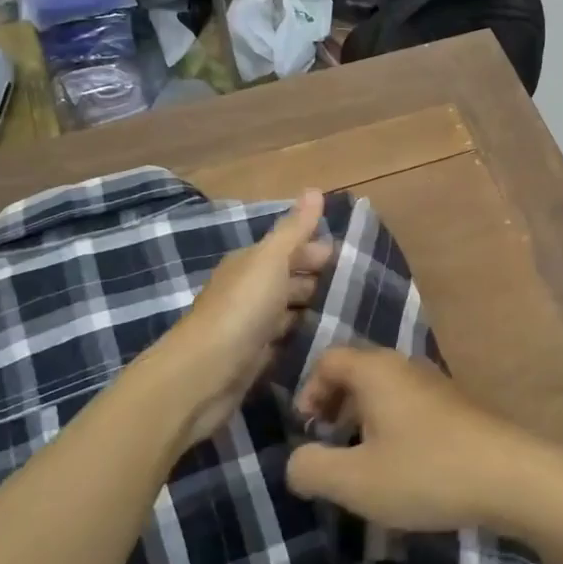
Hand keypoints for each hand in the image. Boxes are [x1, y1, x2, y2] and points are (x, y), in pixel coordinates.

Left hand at [145, 190, 333, 446]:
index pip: (290, 248)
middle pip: (290, 279)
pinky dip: (301, 339)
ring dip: (313, 311)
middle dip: (320, 281)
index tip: (353, 259)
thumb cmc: (241, 310)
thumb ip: (294, 230)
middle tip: (360, 290)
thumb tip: (315, 188)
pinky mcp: (253, 359)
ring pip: (289, 312)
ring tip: (350, 316)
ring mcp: (250, 327)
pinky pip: (284, 342)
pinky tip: (324, 343)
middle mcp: (249, 290)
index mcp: (251, 263)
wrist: (202, 375)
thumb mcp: (271, 261)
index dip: (318, 250)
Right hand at [284, 346, 554, 534]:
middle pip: (355, 371)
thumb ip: (312, 469)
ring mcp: (434, 383)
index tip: (308, 431)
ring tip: (363, 462)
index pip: (328, 359)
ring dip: (363, 419)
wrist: (510, 476)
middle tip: (330, 446)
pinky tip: (402, 467)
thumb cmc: (425, 471)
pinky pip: (408, 404)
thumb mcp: (356, 481)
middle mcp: (403, 365)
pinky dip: (391, 425)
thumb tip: (295, 460)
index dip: (309, 392)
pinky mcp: (455, 405)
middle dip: (334, 406)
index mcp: (375, 370)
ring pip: (384, 390)